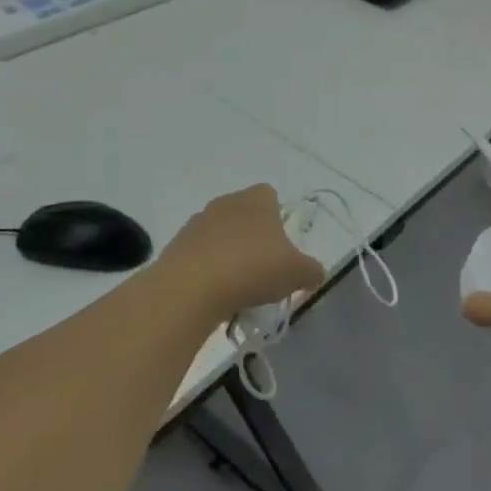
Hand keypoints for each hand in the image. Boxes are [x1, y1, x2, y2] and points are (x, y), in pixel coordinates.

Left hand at [160, 184, 325, 322]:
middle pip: (245, 216)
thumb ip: (312, 271)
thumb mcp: (297, 273)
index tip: (282, 248)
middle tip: (264, 270)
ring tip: (238, 288)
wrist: (191, 288)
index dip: (279, 219)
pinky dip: (208, 270)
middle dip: (254, 239)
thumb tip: (315, 274)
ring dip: (229, 255)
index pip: (271, 196)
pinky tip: (214, 294)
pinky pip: (200, 256)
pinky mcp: (176, 246)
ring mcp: (197, 223)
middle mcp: (226, 202)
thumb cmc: (252, 269)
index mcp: (257, 199)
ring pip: (221, 236)